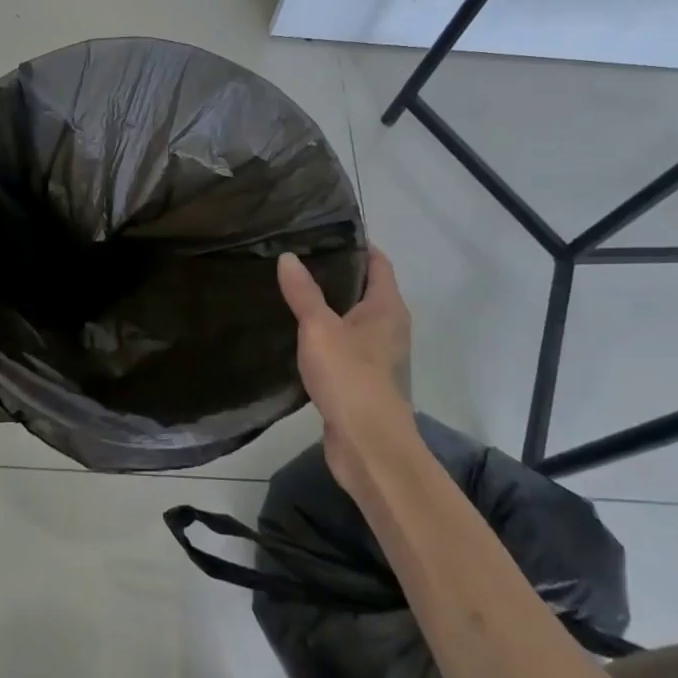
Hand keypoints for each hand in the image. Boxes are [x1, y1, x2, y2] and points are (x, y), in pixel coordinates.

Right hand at [278, 248, 414, 497]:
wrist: (369, 447)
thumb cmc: (351, 377)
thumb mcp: (319, 328)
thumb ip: (303, 292)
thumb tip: (288, 257)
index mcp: (387, 307)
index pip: (377, 262)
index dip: (356, 244)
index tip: (323, 230)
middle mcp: (389, 327)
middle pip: (365, 288)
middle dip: (336, 272)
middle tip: (297, 256)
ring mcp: (378, 357)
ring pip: (352, 319)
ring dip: (328, 306)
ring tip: (291, 290)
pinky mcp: (363, 381)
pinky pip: (344, 347)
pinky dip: (325, 336)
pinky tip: (296, 334)